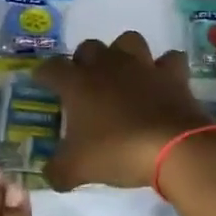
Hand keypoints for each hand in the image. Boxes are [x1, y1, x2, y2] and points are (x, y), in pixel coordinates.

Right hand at [34, 31, 210, 190]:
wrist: (173, 148)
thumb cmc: (117, 152)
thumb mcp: (78, 169)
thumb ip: (58, 170)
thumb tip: (50, 174)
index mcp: (78, 84)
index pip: (51, 68)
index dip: (44, 73)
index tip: (41, 81)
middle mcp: (107, 66)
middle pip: (89, 48)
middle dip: (83, 60)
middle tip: (84, 83)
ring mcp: (142, 66)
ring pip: (127, 41)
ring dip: (122, 53)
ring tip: (122, 74)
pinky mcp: (172, 74)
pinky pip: (169, 59)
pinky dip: (165, 67)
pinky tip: (162, 80)